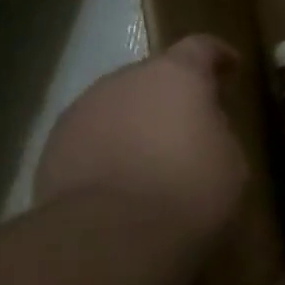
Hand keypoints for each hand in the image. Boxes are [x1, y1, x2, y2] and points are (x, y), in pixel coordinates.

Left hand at [34, 35, 246, 246]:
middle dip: (172, 96)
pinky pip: (92, 137)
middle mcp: (125, 80)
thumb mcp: (230, 160)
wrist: (109, 237)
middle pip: (154, 76)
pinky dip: (109, 150)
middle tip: (191, 124)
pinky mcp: (54, 146)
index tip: (231, 66)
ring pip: (118, 106)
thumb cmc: (189, 190)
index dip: (218, 55)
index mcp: (176, 75)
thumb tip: (202, 127)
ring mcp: (83, 110)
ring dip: (136, 123)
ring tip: (152, 158)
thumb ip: (217, 131)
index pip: (201, 48)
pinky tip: (121, 181)